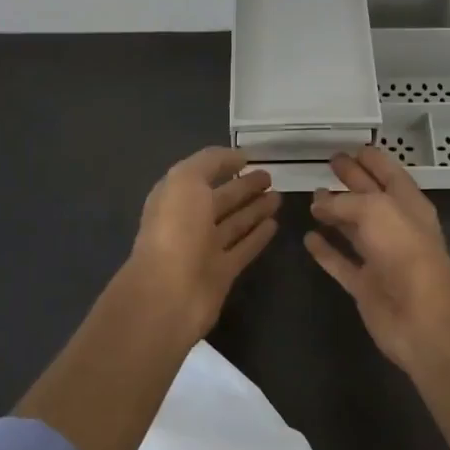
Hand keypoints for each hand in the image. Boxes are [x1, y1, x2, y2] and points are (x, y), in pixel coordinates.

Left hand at [125, 147, 280, 342]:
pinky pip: (244, 249)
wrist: (170, 293)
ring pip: (235, 223)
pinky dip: (257, 236)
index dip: (223, 165)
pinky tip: (274, 224)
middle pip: (221, 199)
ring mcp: (205, 249)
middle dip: (244, 187)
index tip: (251, 157)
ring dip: (255, 209)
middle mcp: (189, 221)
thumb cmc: (176, 230)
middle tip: (270, 176)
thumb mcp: (186, 180)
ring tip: (278, 197)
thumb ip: (211, 162)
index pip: (202, 175)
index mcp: (175, 197)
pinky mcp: (222, 272)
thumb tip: (239, 156)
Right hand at [304, 147, 449, 376]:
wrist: (421, 317)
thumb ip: (344, 202)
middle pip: (370, 198)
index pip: (389, 174)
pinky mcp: (365, 285)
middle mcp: (396, 229)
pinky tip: (308, 238)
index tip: (354, 147)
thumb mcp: (375, 211)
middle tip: (330, 163)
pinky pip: (341, 262)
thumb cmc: (405, 252)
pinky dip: (325, 251)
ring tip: (312, 198)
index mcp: (409, 205)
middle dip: (352, 180)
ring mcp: (380, 259)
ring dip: (335, 214)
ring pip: (354, 230)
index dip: (373, 160)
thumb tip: (319, 202)